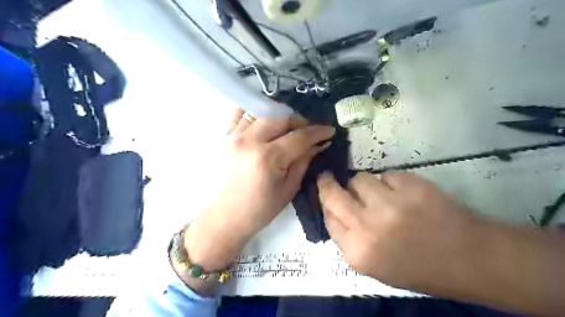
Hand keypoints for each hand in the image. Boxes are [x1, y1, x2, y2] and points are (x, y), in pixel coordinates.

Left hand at [186, 109, 333, 269]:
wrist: (223, 218)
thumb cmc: (258, 211)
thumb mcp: (288, 190)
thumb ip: (303, 162)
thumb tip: (317, 145)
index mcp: (268, 158)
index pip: (299, 136)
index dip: (318, 131)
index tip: (329, 130)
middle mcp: (250, 140)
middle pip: (281, 117)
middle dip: (299, 122)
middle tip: (308, 132)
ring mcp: (234, 136)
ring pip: (262, 112)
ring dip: (279, 117)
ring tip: (287, 129)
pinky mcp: (224, 137)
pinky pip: (240, 115)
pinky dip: (255, 115)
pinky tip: (263, 124)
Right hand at [317, 172, 480, 290]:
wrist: (469, 259)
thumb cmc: (419, 268)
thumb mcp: (375, 265)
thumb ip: (349, 239)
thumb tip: (334, 210)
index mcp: (357, 252)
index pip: (328, 218)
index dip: (326, 204)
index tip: (327, 195)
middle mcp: (367, 227)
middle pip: (333, 195)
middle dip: (327, 183)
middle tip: (328, 177)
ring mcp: (388, 204)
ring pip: (359, 179)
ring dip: (365, 184)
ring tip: (381, 194)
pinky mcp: (410, 186)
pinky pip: (386, 175)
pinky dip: (390, 182)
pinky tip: (405, 194)